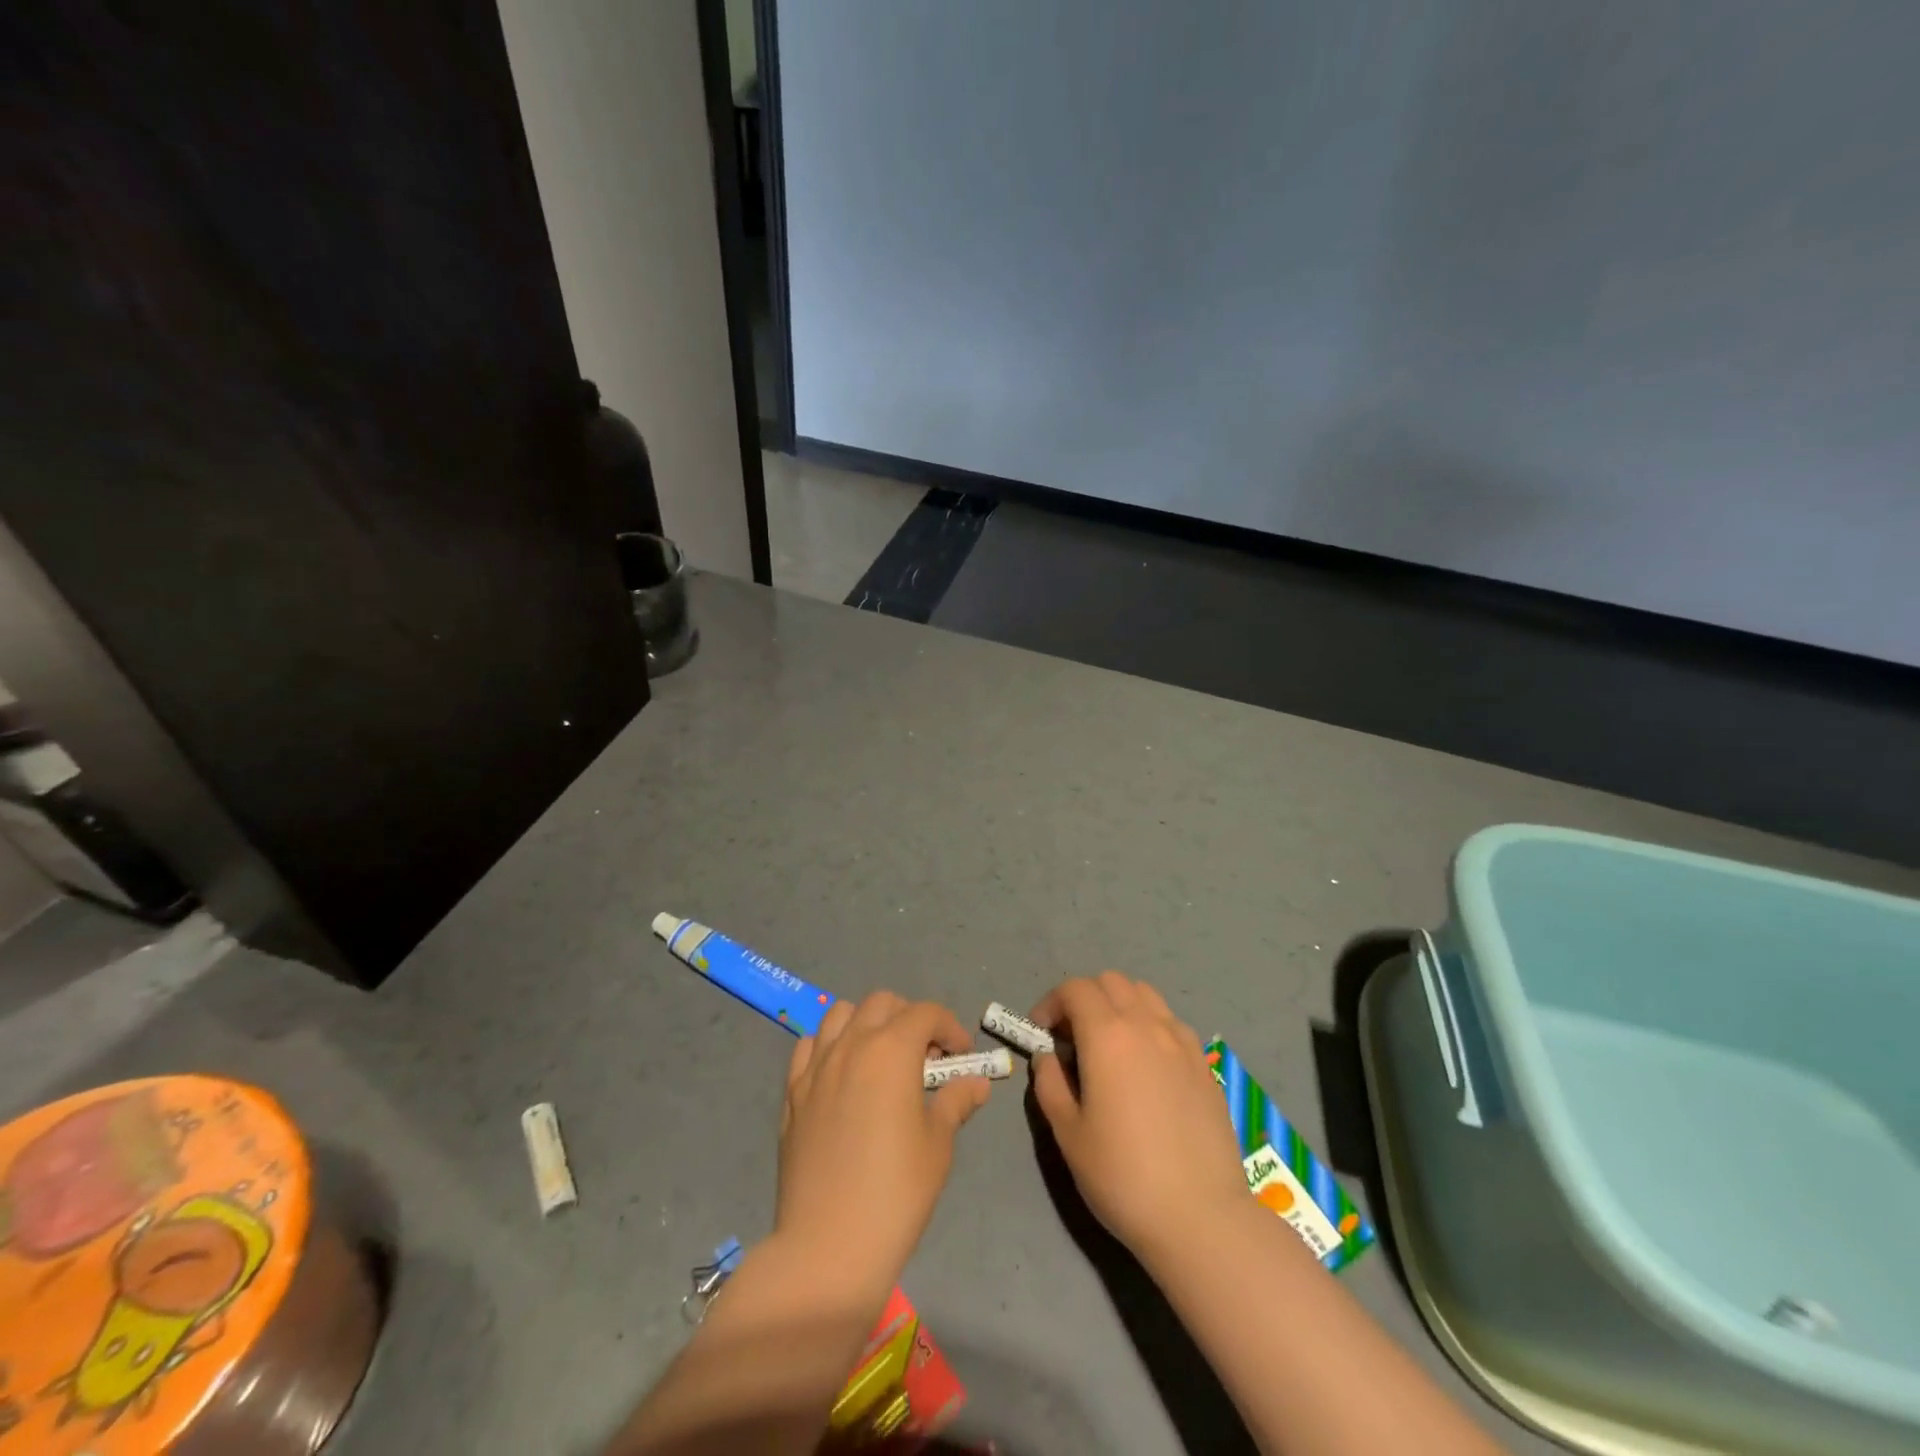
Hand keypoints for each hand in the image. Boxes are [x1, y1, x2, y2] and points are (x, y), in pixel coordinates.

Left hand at [775, 992, 990, 1297]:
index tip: (961, 1055)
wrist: (828, 1246)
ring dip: (866, 1022)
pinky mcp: (792, 1092)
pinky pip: (809, 1046)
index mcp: (892, 1050)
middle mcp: (851, 1044)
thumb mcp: (938, 1146)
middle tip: (925, 1056)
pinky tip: (841, 1074)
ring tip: (881, 1057)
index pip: (926, 1013)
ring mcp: (816, 1066)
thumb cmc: (895, 1193)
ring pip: (841, 1014)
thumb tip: (976, 1083)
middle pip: (882, 1003)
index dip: (950, 1027)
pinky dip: (829, 1045)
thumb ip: (956, 1102)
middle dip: (910, 1018)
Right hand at [1029, 972, 1247, 1263]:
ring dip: (1119, 1004)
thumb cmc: (1123, 1176)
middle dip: (1084, 998)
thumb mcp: (1068, 1134)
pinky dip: (1150, 1024)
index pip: (1075, 989)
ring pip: (1144, 994)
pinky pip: (1171, 1022)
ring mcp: (1181, 1041)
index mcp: (1107, 1036)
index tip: (1041, 1033)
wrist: (1200, 1217)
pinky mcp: (1204, 1063)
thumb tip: (1048, 1057)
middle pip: (1111, 982)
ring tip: (1109, 1044)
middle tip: (1071, 1037)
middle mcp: (1146, 1025)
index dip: (1052, 1003)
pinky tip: (1146, 1064)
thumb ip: (1050, 1084)